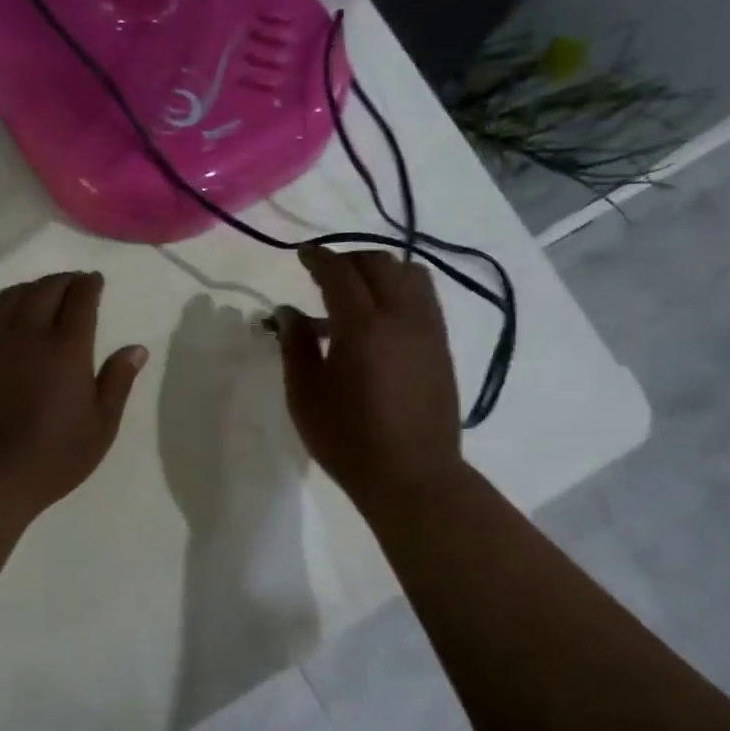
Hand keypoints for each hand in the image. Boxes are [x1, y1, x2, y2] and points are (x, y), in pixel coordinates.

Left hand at [0, 271, 147, 515]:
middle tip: (75, 283)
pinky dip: (7, 303)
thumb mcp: (100, 426)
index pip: (80, 298)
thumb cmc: (53, 456)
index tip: (95, 281)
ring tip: (45, 292)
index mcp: (67, 348)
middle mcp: (29, 333)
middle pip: (46, 288)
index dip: (90, 285)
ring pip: (14, 295)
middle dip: (64, 280)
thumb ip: (118, 381)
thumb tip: (136, 348)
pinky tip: (12, 314)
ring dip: (34, 287)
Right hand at [276, 248, 466, 512]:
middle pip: (379, 263)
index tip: (302, 255)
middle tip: (324, 276)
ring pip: (410, 274)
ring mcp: (428, 330)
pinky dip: (400, 291)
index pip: (339, 272)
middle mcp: (402, 316)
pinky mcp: (442, 347)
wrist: (412, 476)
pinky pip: (424, 298)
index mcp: (362, 326)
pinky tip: (381, 320)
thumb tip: (287, 311)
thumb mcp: (305, 394)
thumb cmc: (348, 439)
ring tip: (356, 295)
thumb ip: (295, 345)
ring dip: (380, 272)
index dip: (318, 258)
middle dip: (349, 260)